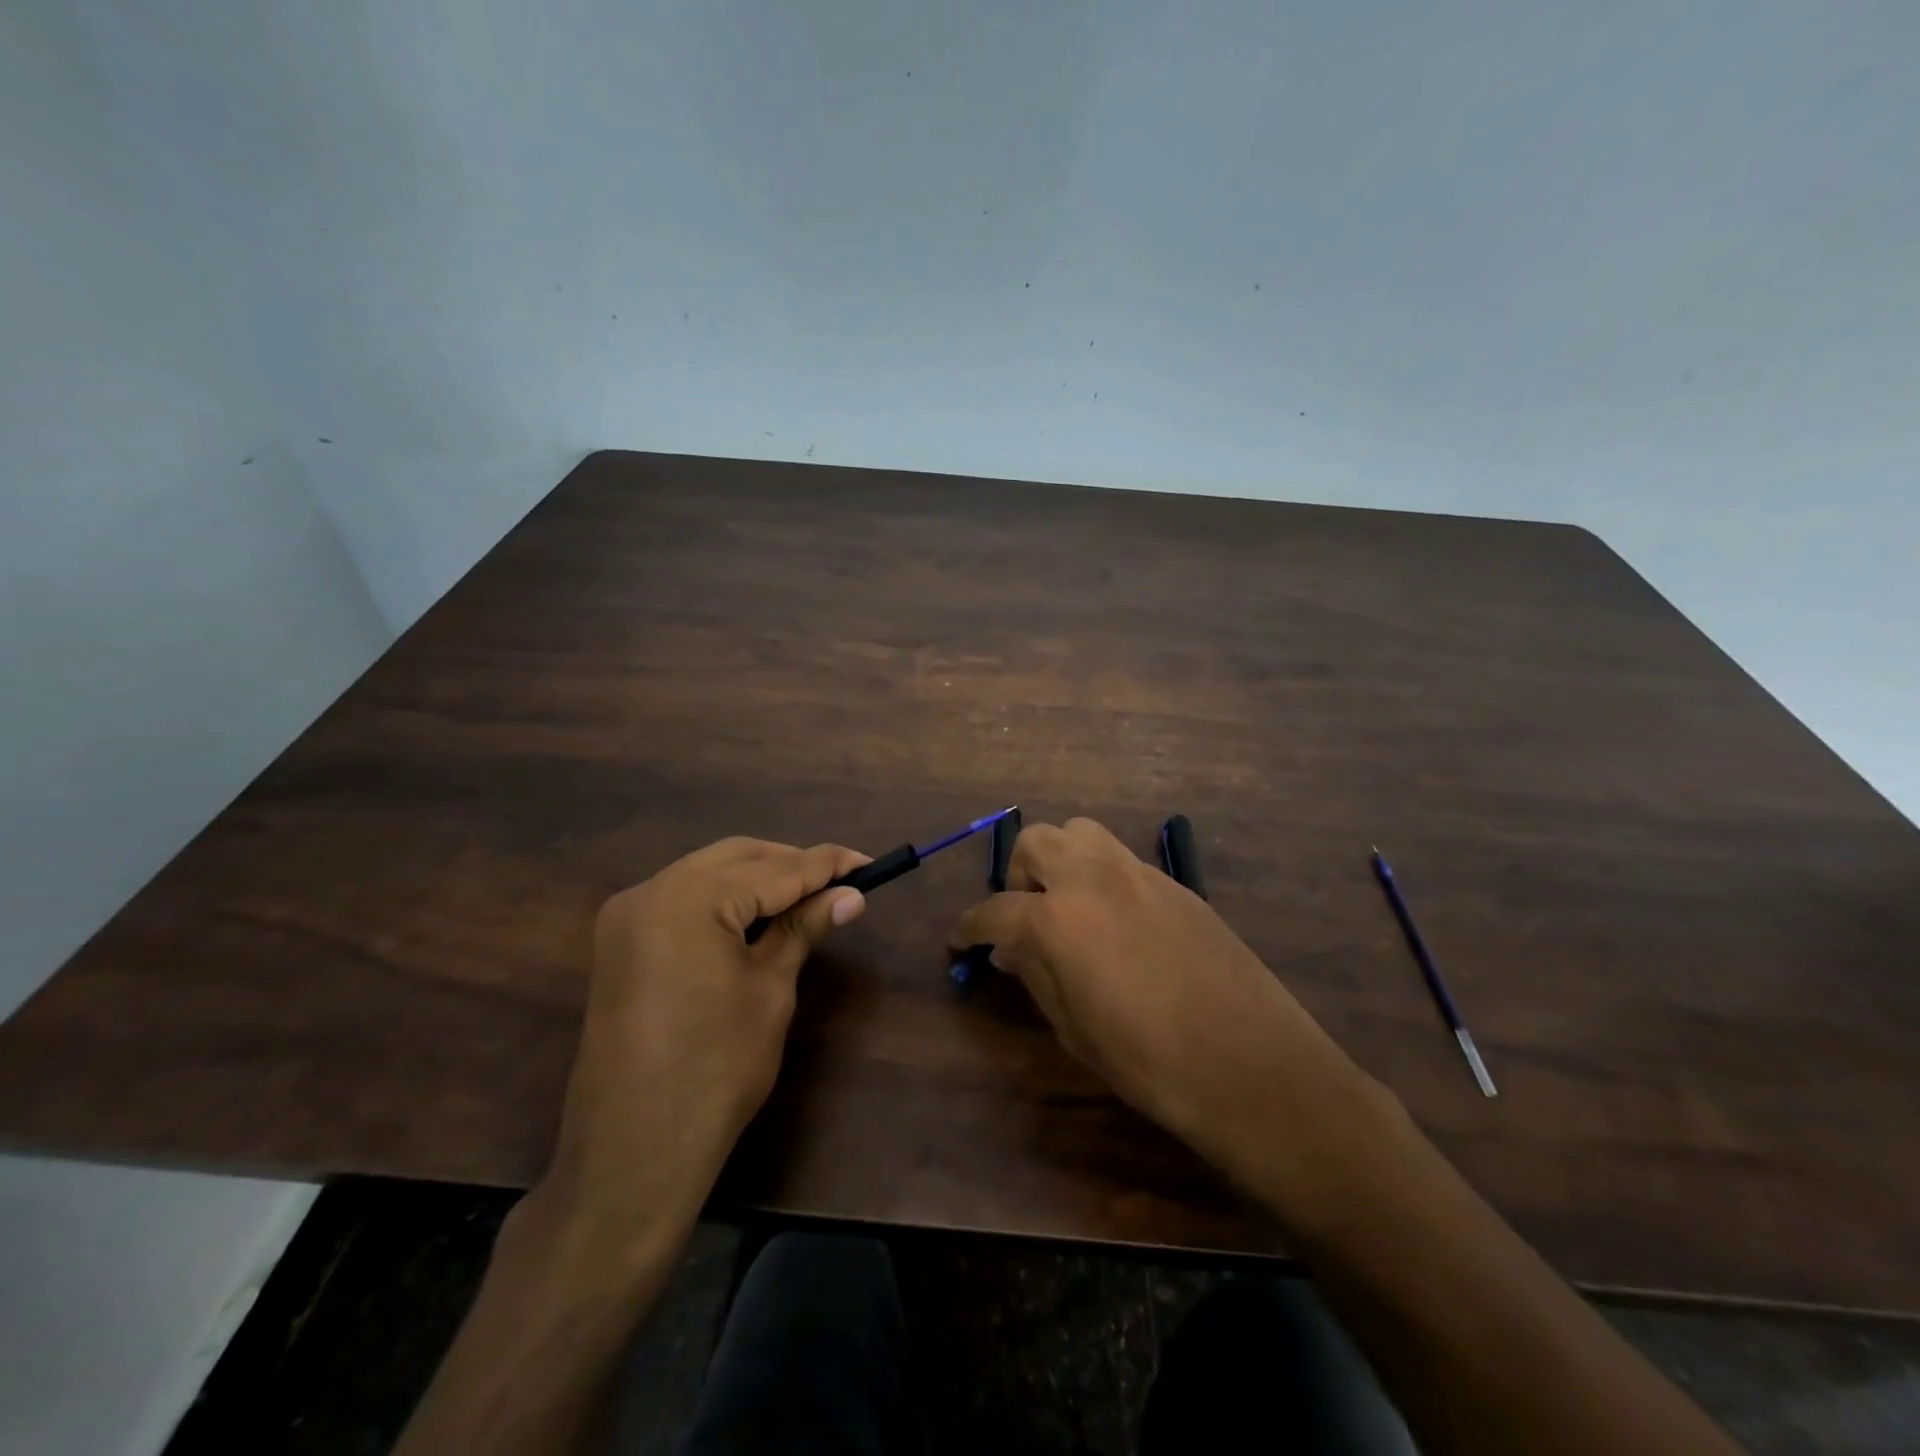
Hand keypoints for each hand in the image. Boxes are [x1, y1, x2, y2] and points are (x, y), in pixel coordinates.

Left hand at [537, 838, 867, 1246]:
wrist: (635, 1150)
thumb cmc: (716, 1069)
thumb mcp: (769, 989)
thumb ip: (804, 928)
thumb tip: (851, 896)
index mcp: (688, 899)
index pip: (774, 869)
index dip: (826, 865)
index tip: (868, 863)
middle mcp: (650, 891)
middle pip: (737, 857)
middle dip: (790, 865)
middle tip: (839, 884)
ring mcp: (628, 915)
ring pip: (708, 871)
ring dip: (758, 878)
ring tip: (806, 899)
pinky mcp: (621, 941)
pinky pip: (683, 897)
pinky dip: (725, 898)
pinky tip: (757, 917)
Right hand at [948, 818, 1377, 1182]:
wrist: (1253, 1066)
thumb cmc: (1151, 1063)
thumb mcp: (1076, 1030)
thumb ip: (1036, 976)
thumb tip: (1009, 949)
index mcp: (1058, 919)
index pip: (994, 910)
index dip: (969, 928)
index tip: (961, 943)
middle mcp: (1093, 879)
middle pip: (1036, 842)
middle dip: (1016, 874)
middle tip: (1022, 917)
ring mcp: (1139, 874)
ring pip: (1081, 832)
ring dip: (1060, 859)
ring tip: (1066, 906)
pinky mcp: (1176, 884)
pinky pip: (1122, 859)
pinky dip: (1101, 875)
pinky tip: (1115, 921)